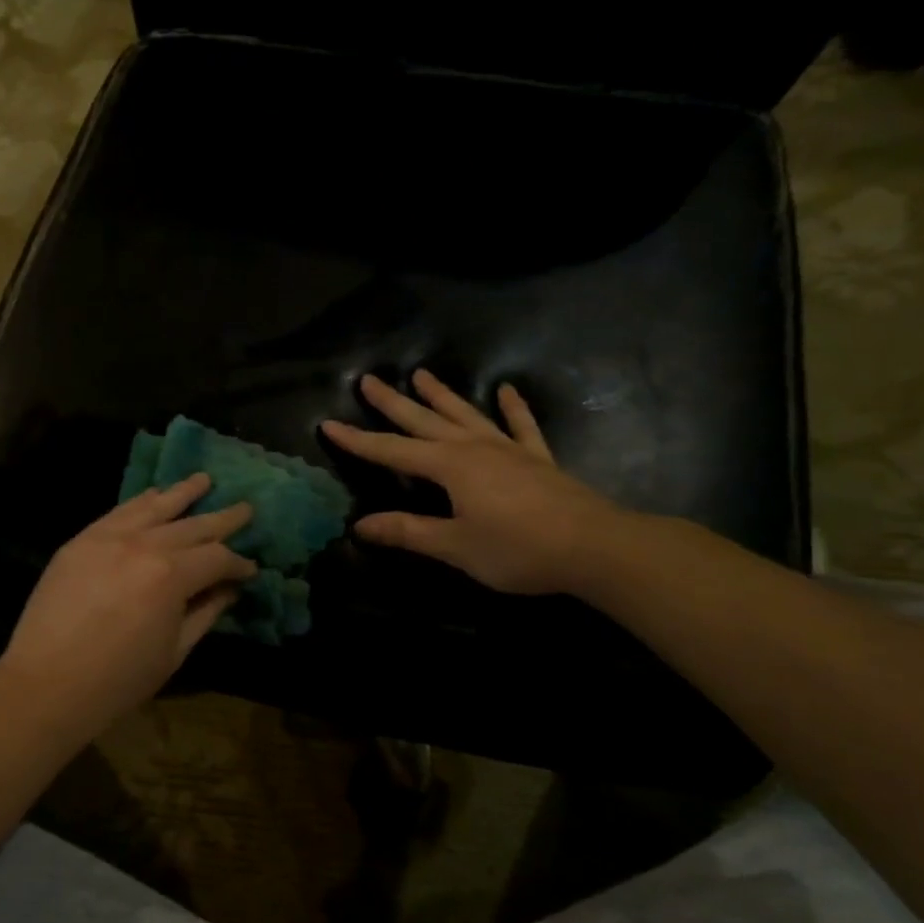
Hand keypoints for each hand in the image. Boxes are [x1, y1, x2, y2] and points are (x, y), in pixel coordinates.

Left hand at [0, 474, 256, 725]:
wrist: (45, 685)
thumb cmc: (118, 680)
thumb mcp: (173, 652)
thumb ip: (205, 613)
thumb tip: (229, 589)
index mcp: (170, 576)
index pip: (216, 558)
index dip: (238, 564)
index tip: (251, 570)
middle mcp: (142, 544)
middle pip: (191, 525)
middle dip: (223, 518)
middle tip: (246, 508)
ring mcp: (108, 538)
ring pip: (154, 507)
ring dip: (182, 492)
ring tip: (204, 479)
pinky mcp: (81, 540)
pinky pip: (118, 512)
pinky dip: (140, 501)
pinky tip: (154, 495)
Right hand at [321, 370, 626, 595]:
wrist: (594, 547)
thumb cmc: (518, 549)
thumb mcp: (455, 546)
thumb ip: (408, 532)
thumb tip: (360, 525)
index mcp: (449, 467)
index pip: (391, 451)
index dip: (358, 441)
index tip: (328, 424)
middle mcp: (473, 448)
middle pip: (424, 420)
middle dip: (393, 403)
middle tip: (368, 380)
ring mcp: (507, 449)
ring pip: (465, 415)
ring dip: (441, 395)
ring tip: (420, 373)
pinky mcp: (537, 459)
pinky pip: (521, 426)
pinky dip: (512, 408)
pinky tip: (506, 390)